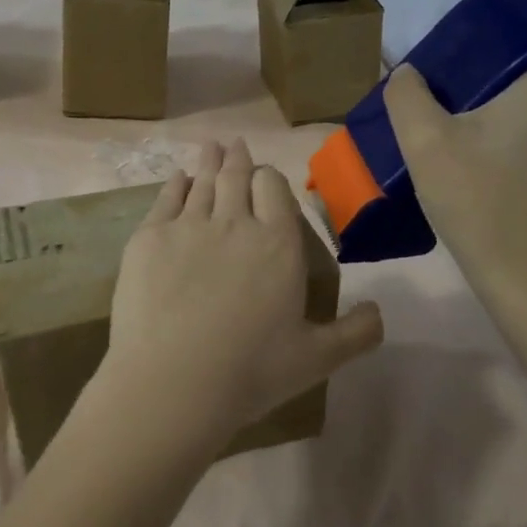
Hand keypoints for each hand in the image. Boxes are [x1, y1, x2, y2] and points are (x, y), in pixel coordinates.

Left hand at [105, 140, 383, 450]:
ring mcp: (186, 227)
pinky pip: (164, 200)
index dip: (269, 178)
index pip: (275, 187)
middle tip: (234, 144)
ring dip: (207, 162)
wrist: (172, 382)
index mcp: (278, 243)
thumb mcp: (318, 358)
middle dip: (237, 159)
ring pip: (201, 183)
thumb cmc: (251, 371)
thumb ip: (356, 333)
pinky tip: (177, 179)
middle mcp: (233, 222)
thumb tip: (379, 312)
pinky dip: (173, 185)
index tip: (265, 179)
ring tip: (210, 147)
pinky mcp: (147, 239)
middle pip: (235, 177)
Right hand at [383, 50, 526, 307]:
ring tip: (471, 124)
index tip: (505, 40)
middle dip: (518, 71)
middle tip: (469, 81)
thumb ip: (408, 98)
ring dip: (519, 111)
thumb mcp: (425, 143)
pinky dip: (523, 144)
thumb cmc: (481, 198)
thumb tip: (408, 74)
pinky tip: (487, 167)